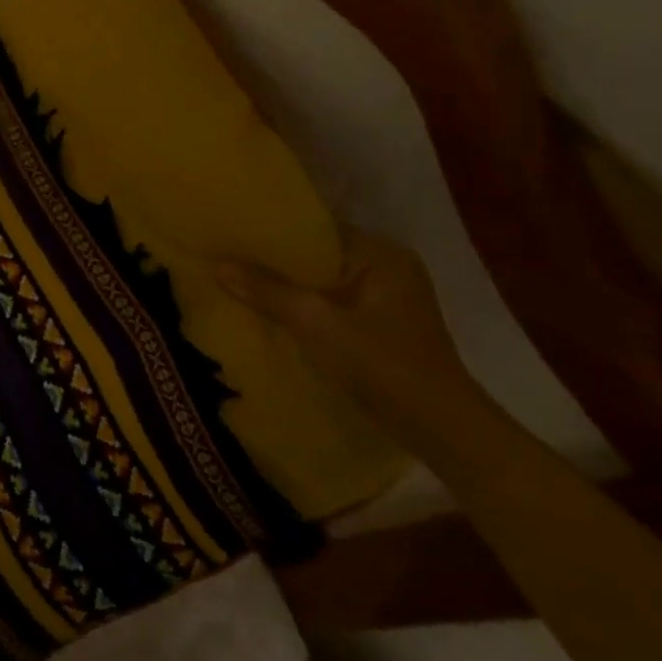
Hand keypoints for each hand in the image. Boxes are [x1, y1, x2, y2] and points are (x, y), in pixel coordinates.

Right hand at [216, 230, 487, 441]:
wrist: (443, 432)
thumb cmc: (383, 366)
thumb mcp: (316, 324)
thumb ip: (267, 292)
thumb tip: (218, 265)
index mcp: (382, 254)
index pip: (318, 229)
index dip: (276, 231)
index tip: (235, 232)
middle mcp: (388, 268)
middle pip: (320, 256)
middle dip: (278, 261)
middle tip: (229, 255)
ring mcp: (388, 300)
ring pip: (325, 283)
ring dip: (290, 287)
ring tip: (241, 280)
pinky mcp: (382, 328)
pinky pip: (334, 305)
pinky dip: (306, 308)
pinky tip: (272, 313)